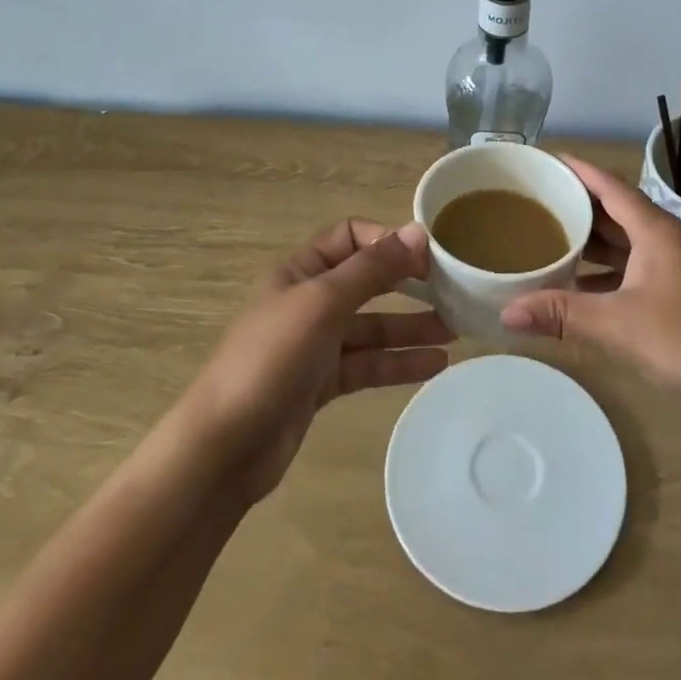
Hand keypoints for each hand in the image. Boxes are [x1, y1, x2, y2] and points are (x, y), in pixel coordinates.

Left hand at [187, 219, 452, 502]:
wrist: (224, 448)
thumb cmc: (271, 358)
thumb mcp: (324, 302)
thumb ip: (372, 268)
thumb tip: (418, 231)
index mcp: (300, 271)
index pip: (350, 236)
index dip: (387, 240)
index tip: (427, 256)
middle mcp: (308, 301)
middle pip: (366, 282)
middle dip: (407, 284)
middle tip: (452, 290)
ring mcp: (315, 345)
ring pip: (371, 326)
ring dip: (410, 326)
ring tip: (456, 330)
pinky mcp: (321, 384)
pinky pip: (367, 364)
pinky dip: (397, 362)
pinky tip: (434, 365)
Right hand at [501, 156, 680, 426]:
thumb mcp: (619, 325)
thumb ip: (562, 314)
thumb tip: (506, 311)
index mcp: (655, 229)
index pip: (609, 185)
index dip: (577, 170)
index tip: (544, 160)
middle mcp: (665, 238)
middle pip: (614, 209)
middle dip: (576, 205)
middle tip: (533, 202)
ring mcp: (674, 265)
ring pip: (623, 240)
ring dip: (589, 240)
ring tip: (547, 238)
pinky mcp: (678, 290)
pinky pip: (632, 266)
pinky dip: (604, 269)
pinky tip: (578, 284)